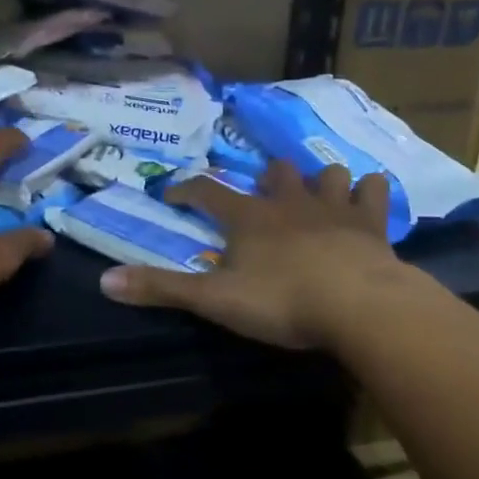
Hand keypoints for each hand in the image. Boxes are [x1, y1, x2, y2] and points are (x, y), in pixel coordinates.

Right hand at [99, 159, 413, 349]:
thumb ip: (161, 289)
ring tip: (316, 195)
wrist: (359, 306)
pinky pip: (373, 191)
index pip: (207, 191)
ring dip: (319, 181)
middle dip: (265, 179)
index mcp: (248, 217)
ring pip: (326, 174)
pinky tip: (365, 200)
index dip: (186, 190)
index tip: (172, 194)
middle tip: (262, 197)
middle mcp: (289, 202)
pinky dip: (368, 192)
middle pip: (274, 173)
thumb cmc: (282, 301)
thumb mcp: (214, 300)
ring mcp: (333, 207)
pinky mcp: (371, 223)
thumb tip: (105, 281)